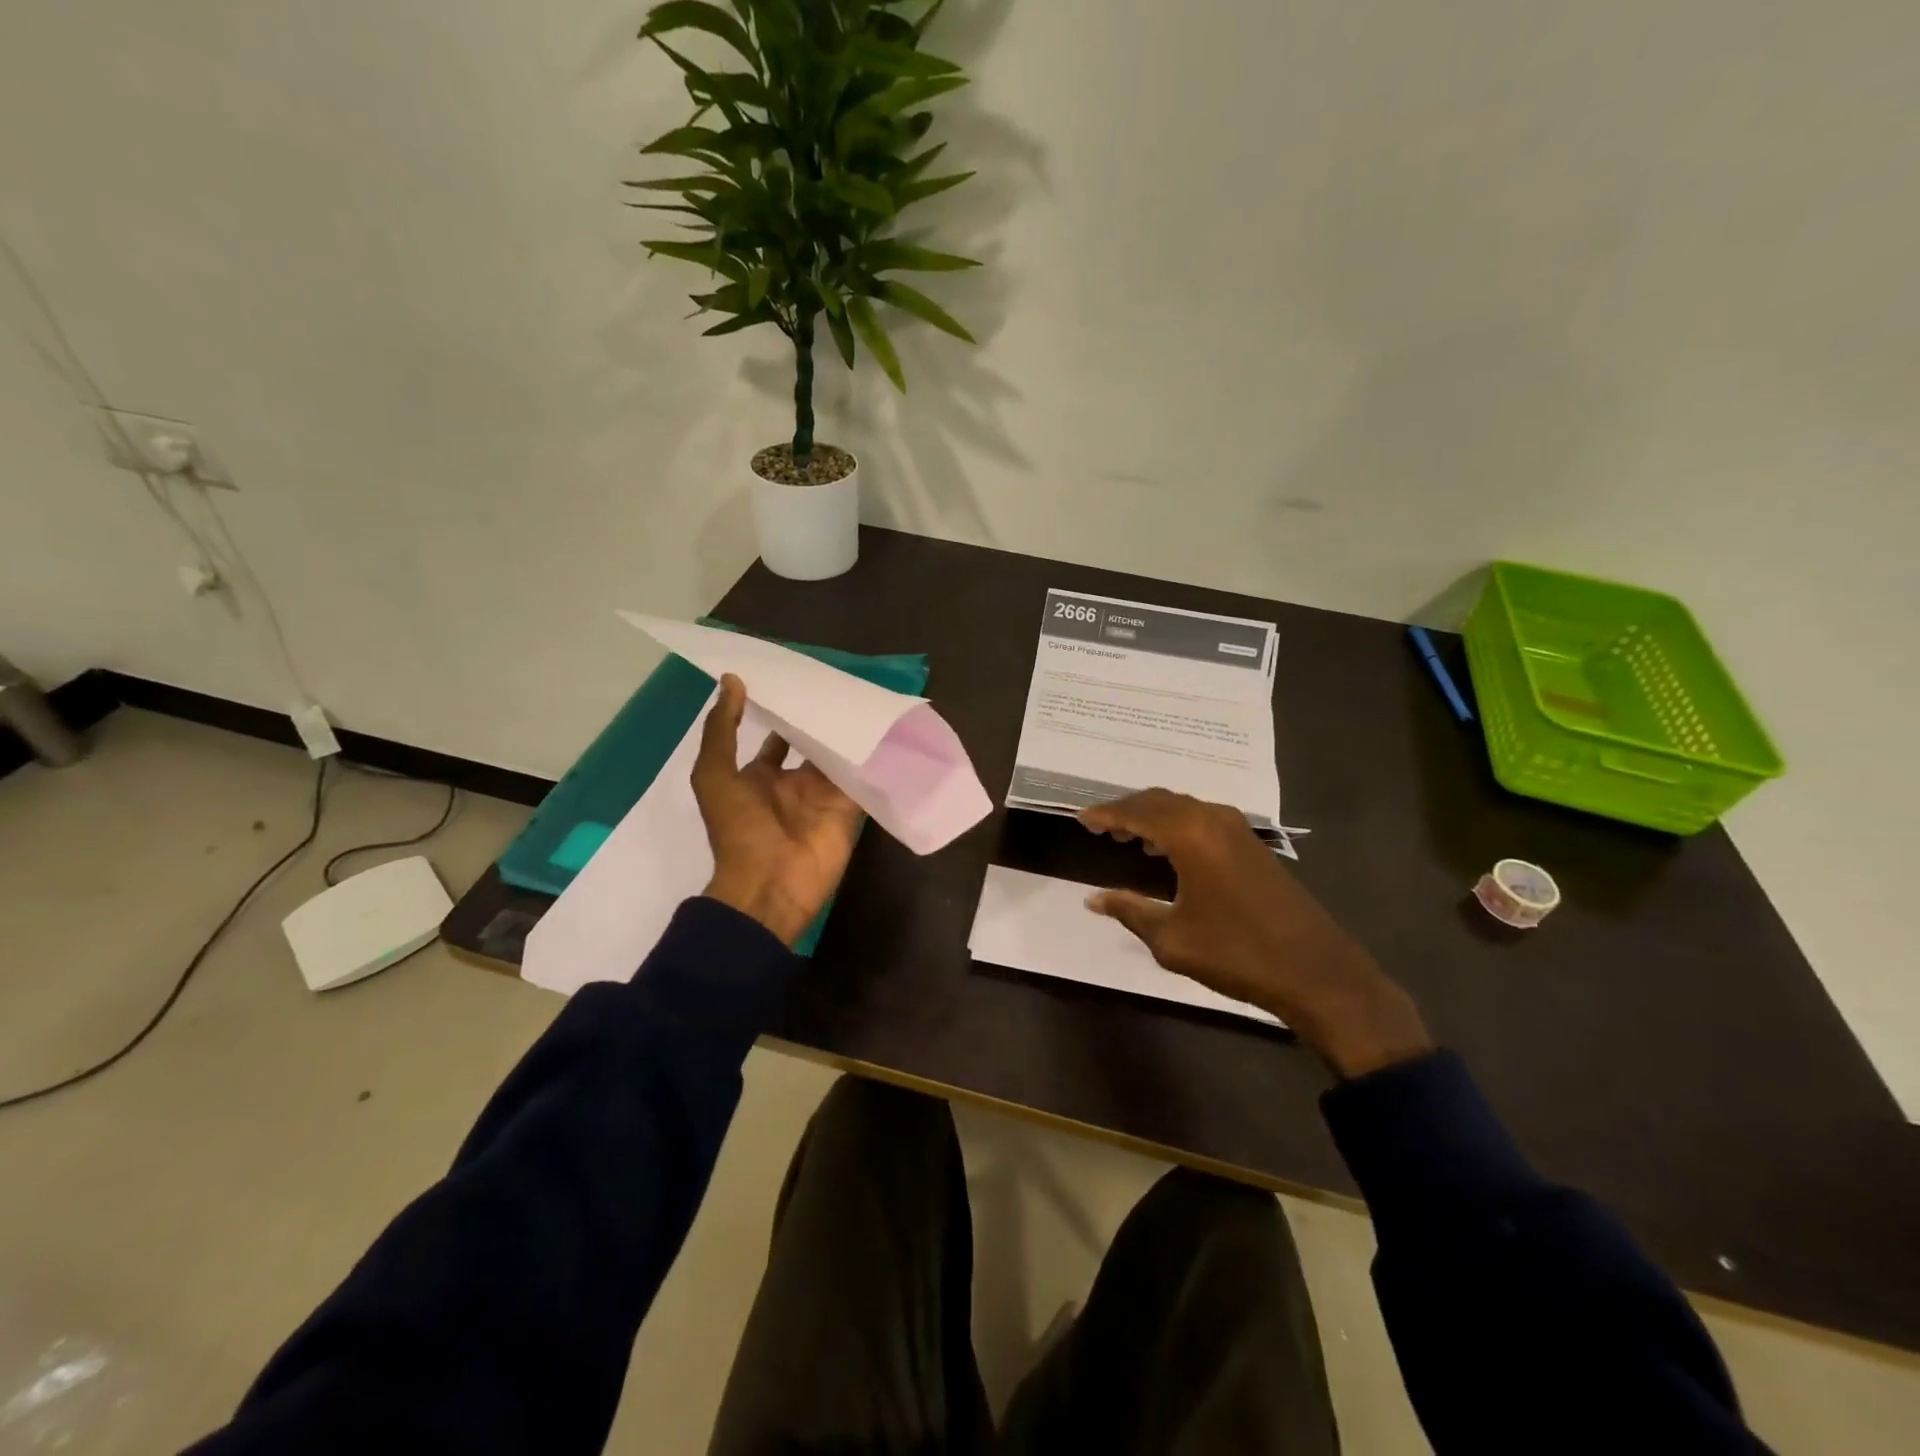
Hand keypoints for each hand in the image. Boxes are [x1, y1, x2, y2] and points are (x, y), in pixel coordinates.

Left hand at [692, 674, 864, 945]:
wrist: (770, 885)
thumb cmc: (738, 830)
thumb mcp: (715, 775)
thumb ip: (722, 729)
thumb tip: (733, 680)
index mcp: (758, 777)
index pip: (775, 739)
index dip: (782, 714)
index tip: (797, 682)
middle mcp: (792, 784)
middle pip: (810, 745)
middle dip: (821, 721)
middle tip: (839, 684)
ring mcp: (822, 797)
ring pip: (838, 758)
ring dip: (848, 734)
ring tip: (864, 696)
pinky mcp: (849, 809)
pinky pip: (861, 778)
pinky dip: (871, 759)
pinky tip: (884, 729)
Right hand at [1080, 789, 1431, 1078]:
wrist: (1314, 970)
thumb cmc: (1236, 953)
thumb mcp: (1171, 938)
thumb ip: (1129, 910)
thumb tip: (1092, 899)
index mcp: (1189, 834)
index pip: (1136, 812)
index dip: (1105, 814)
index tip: (1080, 819)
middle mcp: (1212, 819)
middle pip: (1159, 800)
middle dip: (1127, 810)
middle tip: (1100, 826)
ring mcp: (1237, 829)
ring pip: (1182, 807)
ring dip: (1152, 816)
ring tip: (1127, 836)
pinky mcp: (1251, 844)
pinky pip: (1201, 819)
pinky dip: (1176, 825)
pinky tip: (1166, 850)